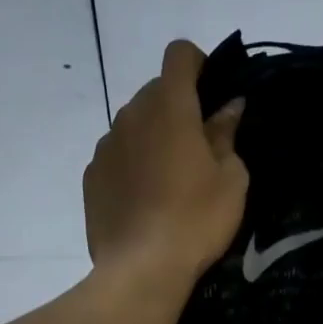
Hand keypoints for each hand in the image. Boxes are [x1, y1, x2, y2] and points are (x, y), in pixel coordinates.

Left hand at [84, 40, 247, 286]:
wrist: (141, 269)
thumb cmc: (197, 220)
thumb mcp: (231, 178)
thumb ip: (226, 134)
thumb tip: (228, 107)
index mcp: (169, 108)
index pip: (178, 54)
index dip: (198, 63)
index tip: (211, 91)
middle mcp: (130, 115)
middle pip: (155, 91)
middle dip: (178, 106)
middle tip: (200, 146)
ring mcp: (105, 146)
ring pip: (133, 124)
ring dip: (153, 135)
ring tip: (170, 179)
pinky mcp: (91, 176)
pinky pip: (116, 155)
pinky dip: (132, 163)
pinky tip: (145, 199)